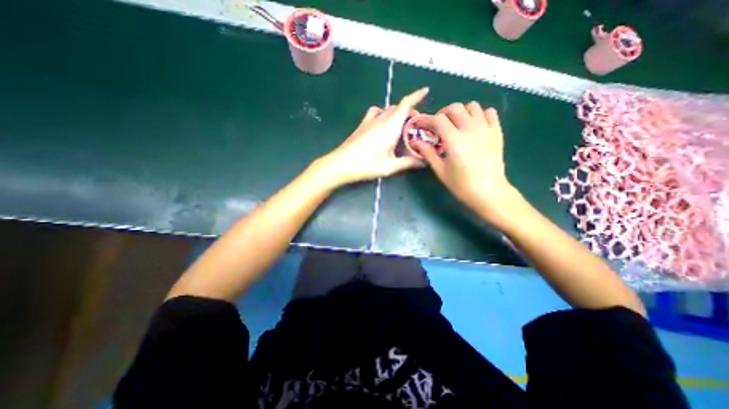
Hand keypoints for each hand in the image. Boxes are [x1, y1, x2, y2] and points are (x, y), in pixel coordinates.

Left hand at [317, 87, 428, 186]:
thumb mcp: (390, 166)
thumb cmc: (367, 165)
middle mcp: (380, 119)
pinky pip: (375, 113)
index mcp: (391, 126)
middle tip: (416, 124)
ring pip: (387, 109)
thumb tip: (423, 162)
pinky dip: (383, 114)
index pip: (406, 104)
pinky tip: (382, 125)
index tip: (426, 90)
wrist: (341, 164)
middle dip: (409, 111)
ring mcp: (369, 121)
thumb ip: (408, 163)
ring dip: (396, 113)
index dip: (417, 96)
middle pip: (398, 107)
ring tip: (400, 125)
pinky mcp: (361, 126)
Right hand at [409, 102, 516, 214]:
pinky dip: (480, 114)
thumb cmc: (461, 185)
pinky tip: (474, 125)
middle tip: (438, 125)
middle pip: (455, 108)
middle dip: (442, 113)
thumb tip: (415, 142)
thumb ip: (428, 153)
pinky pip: (489, 113)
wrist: (489, 192)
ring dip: (461, 112)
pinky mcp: (497, 132)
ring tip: (456, 123)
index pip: (438, 120)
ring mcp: (486, 129)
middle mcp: (470, 129)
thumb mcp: (440, 170)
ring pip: (473, 106)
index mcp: (454, 140)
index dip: (427, 120)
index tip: (421, 125)